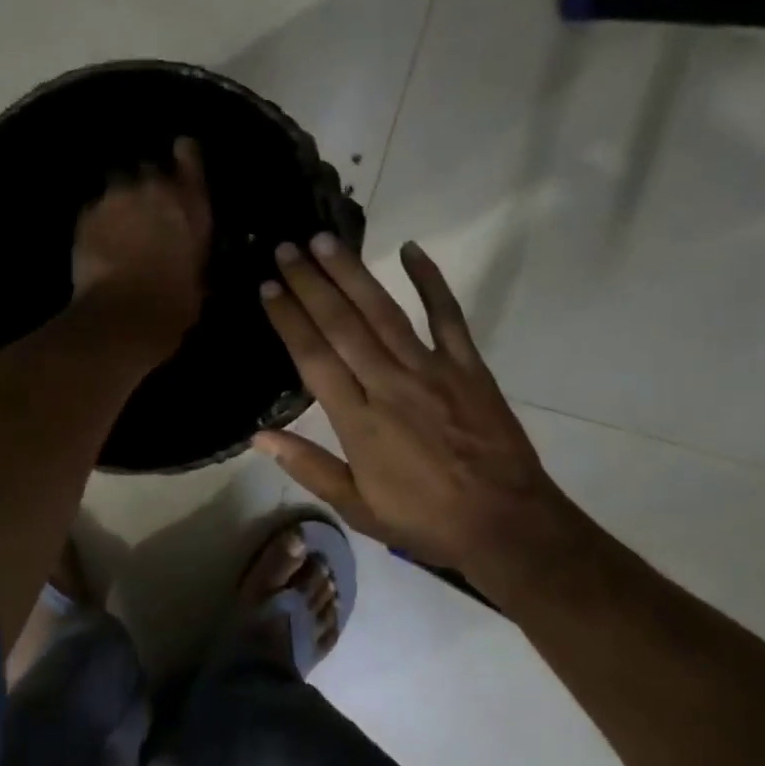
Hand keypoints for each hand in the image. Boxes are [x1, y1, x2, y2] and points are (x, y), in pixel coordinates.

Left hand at [71, 137, 211, 352]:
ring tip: (119, 223)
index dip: (185, 154)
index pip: (190, 156)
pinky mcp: (86, 215)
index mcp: (191, 204)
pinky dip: (98, 220)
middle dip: (147, 184)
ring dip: (120, 199)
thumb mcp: (199, 280)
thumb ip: (194, 257)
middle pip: (148, 168)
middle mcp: (154, 190)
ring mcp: (116, 199)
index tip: (181, 153)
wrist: (125, 314)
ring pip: (117, 184)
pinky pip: (94, 208)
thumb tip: (191, 262)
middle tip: (146, 208)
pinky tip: (99, 240)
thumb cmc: (175, 303)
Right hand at [253, 235, 585, 587]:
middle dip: (310, 283)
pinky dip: (430, 281)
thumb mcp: (357, 507)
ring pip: (383, 312)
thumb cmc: (425, 520)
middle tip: (286, 248)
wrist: (505, 524)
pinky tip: (411, 249)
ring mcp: (431, 370)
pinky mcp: (467, 366)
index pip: (313, 358)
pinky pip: (447, 315)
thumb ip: (309, 467)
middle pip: (342, 324)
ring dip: (352, 274)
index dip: (288, 319)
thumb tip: (259, 436)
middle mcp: (389, 384)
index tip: (268, 287)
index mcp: (359, 421)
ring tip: (325, 241)